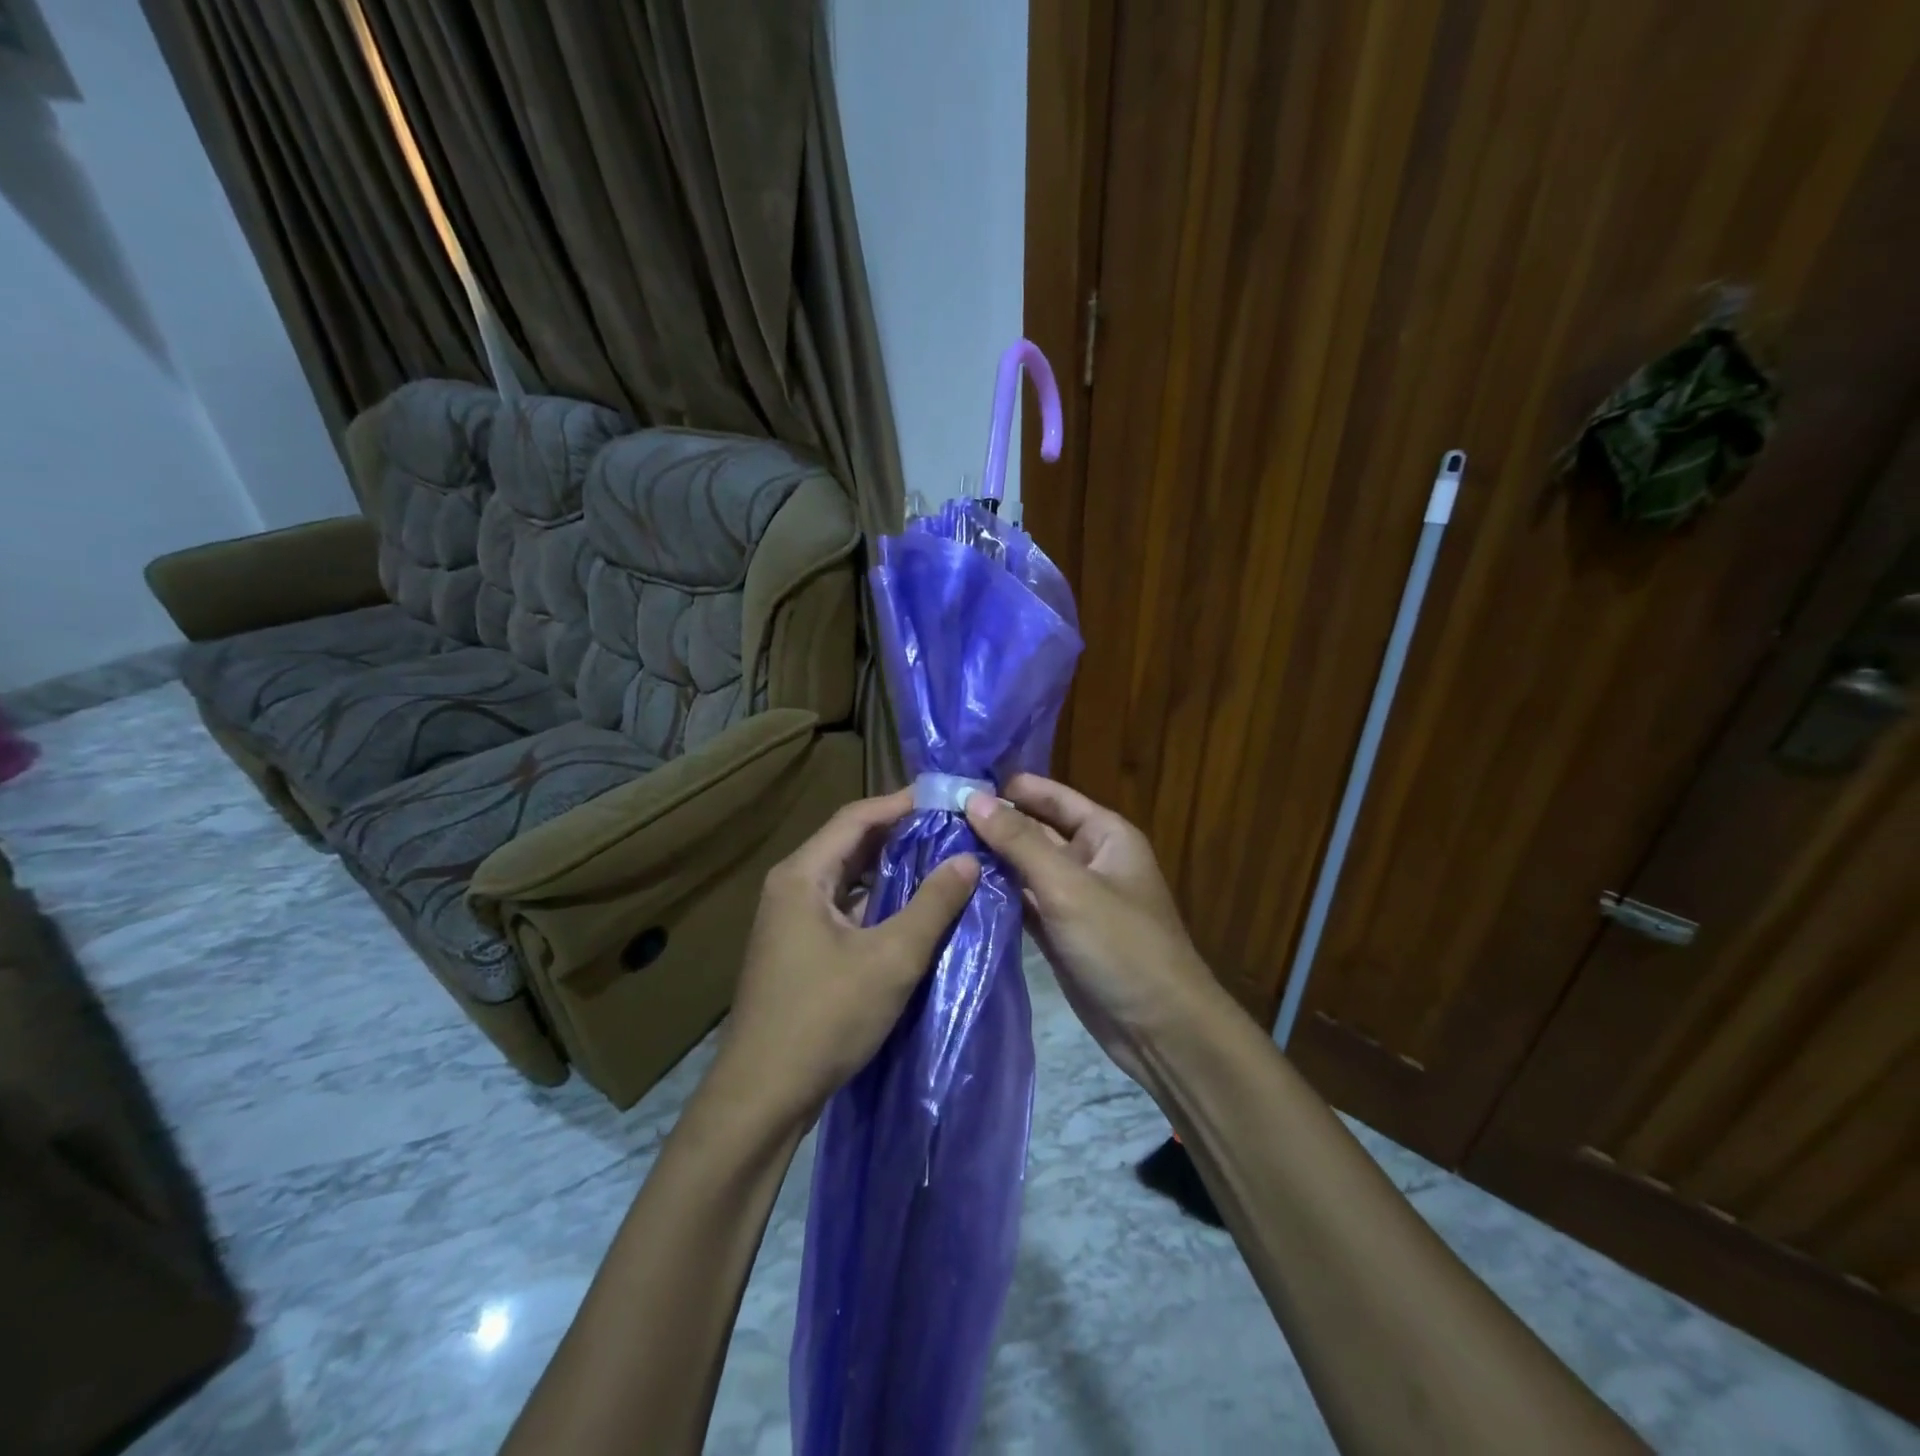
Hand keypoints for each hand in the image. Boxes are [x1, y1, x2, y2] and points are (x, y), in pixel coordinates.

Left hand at [717, 789, 978, 1120]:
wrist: (762, 1095)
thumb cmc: (825, 1017)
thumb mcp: (891, 958)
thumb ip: (933, 904)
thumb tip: (968, 859)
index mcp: (802, 875)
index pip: (856, 817)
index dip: (902, 804)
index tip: (947, 800)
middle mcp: (791, 887)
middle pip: (850, 843)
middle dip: (901, 834)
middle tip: (952, 830)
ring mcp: (790, 919)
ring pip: (847, 877)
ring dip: (891, 868)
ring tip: (941, 862)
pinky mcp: (798, 948)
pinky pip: (843, 906)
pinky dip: (877, 900)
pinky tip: (912, 910)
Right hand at [965, 774, 1225, 1089]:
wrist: (1159, 1028)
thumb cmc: (1121, 944)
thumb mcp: (1068, 886)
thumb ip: (1020, 841)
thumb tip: (974, 798)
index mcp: (1105, 835)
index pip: (1053, 797)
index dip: (1011, 787)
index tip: (959, 782)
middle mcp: (1089, 860)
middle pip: (1035, 831)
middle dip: (993, 824)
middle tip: (934, 817)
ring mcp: (1073, 898)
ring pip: (1025, 868)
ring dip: (989, 860)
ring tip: (936, 847)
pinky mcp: (1059, 932)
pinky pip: (1023, 903)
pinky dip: (996, 896)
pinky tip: (958, 888)